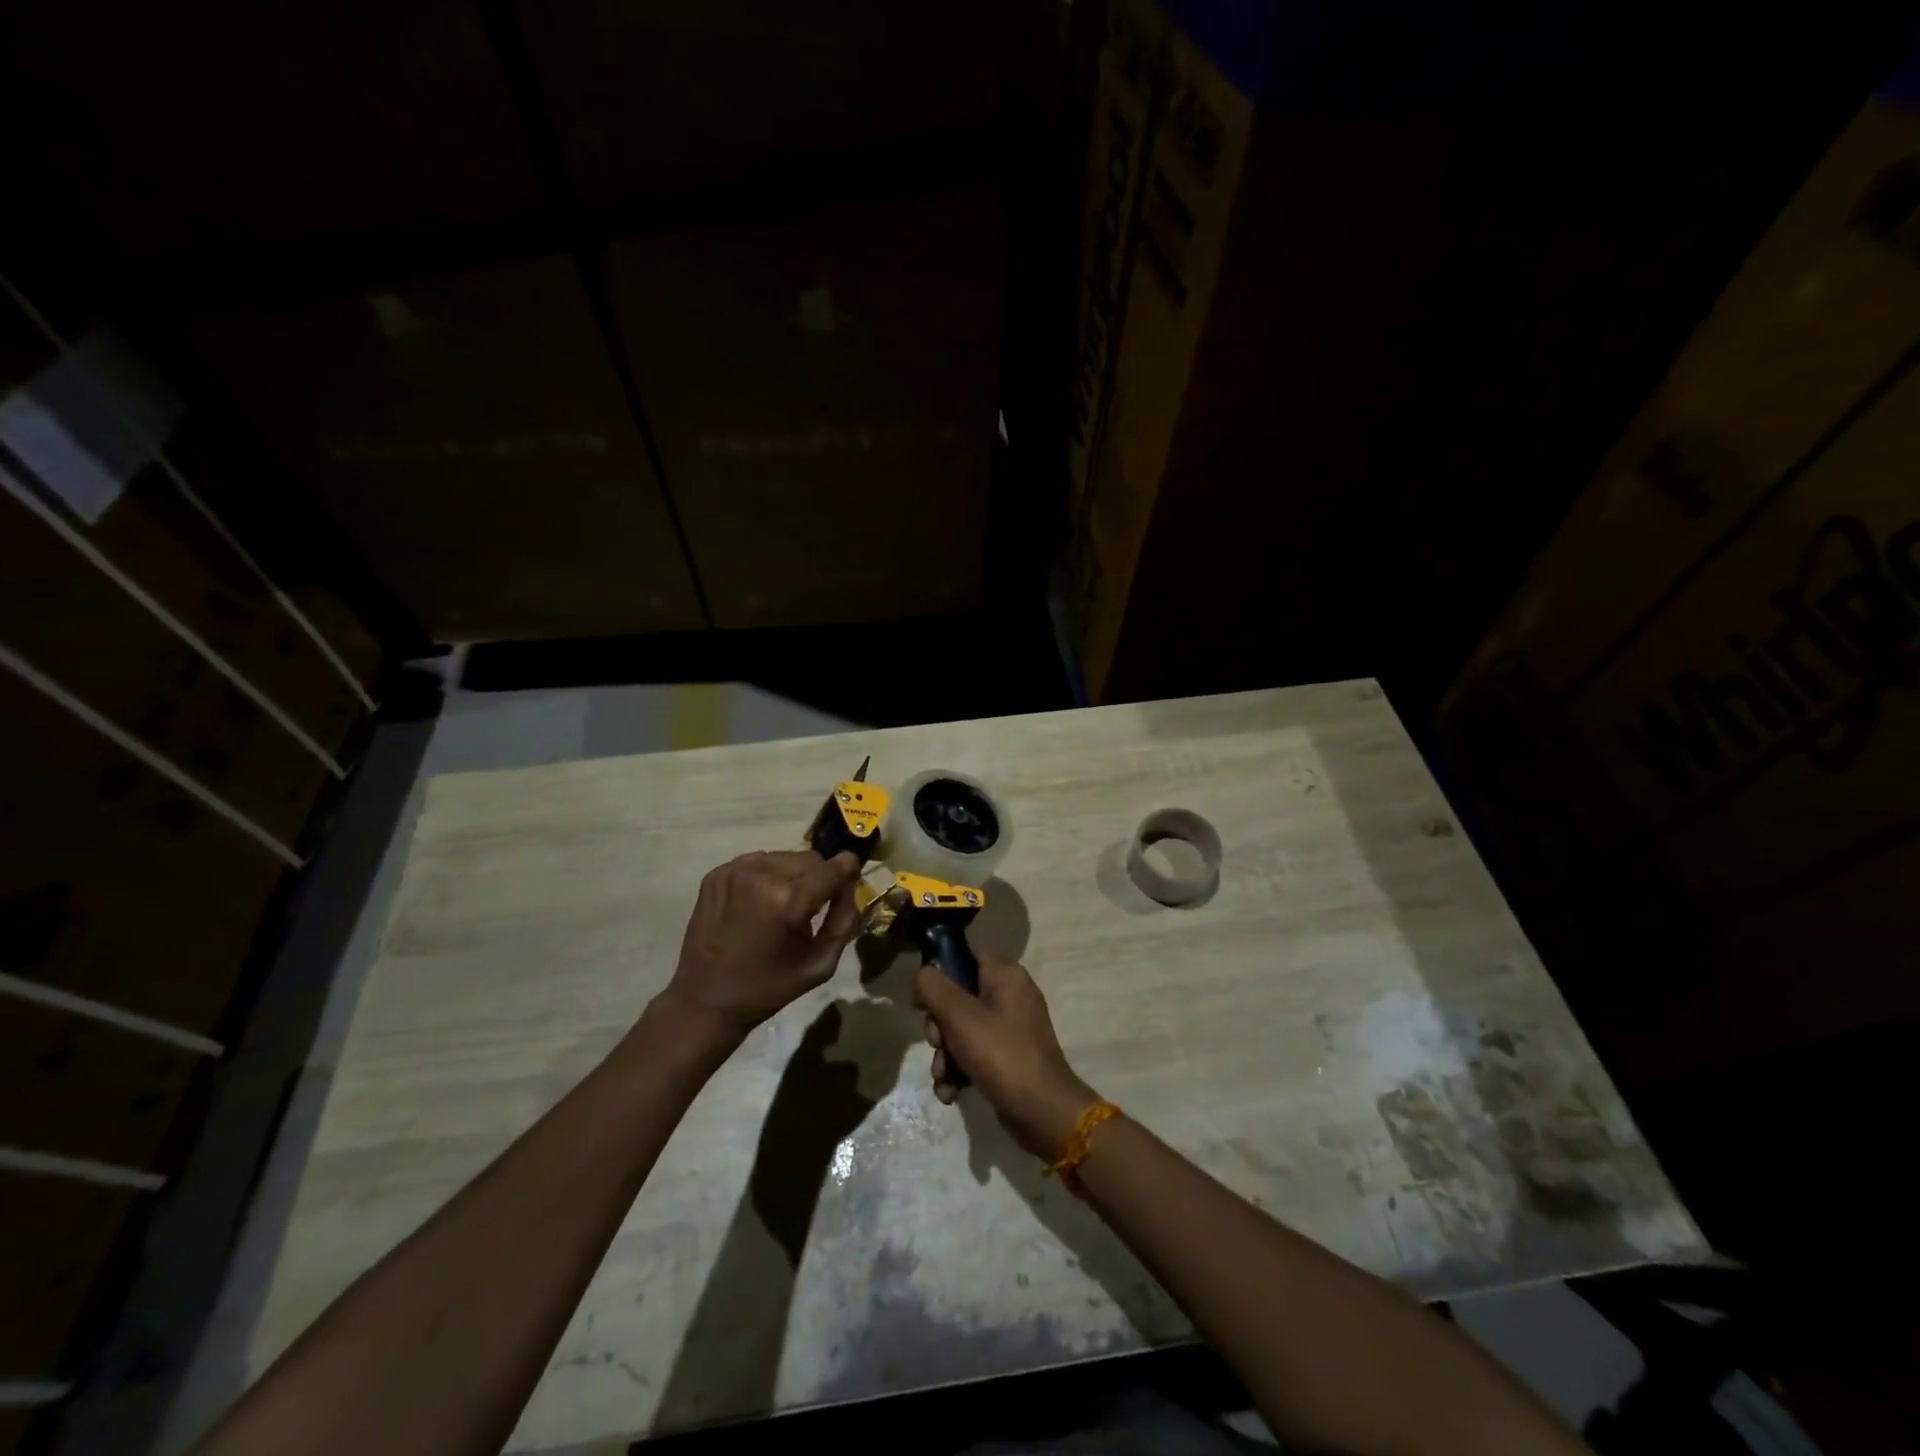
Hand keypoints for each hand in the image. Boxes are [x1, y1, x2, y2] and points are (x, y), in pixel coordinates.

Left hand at [661, 851, 861, 1037]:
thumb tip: (851, 884)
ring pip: (785, 856)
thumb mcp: (821, 963)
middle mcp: (763, 875)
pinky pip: (759, 861)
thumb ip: (845, 919)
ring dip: (793, 875)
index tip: (850, 882)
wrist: (705, 1000)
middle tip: (811, 906)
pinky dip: (768, 875)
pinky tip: (760, 902)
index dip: (848, 873)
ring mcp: (736, 871)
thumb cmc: (769, 987)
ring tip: (783, 904)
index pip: (835, 867)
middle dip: (819, 877)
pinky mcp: (717, 873)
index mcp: (790, 901)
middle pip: (811, 858)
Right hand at [913, 955, 1099, 1157]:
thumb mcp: (960, 1017)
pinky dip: (959, 1072)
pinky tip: (951, 1092)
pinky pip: (973, 1055)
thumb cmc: (1001, 1054)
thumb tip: (922, 975)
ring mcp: (1010, 1029)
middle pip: (958, 998)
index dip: (939, 975)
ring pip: (961, 1031)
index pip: (966, 957)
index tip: (922, 1000)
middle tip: (937, 1043)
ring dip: (945, 1055)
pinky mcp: (1007, 1058)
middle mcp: (1010, 996)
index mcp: (1006, 975)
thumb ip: (934, 988)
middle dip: (939, 1027)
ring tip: (943, 1077)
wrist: (1042, 1112)